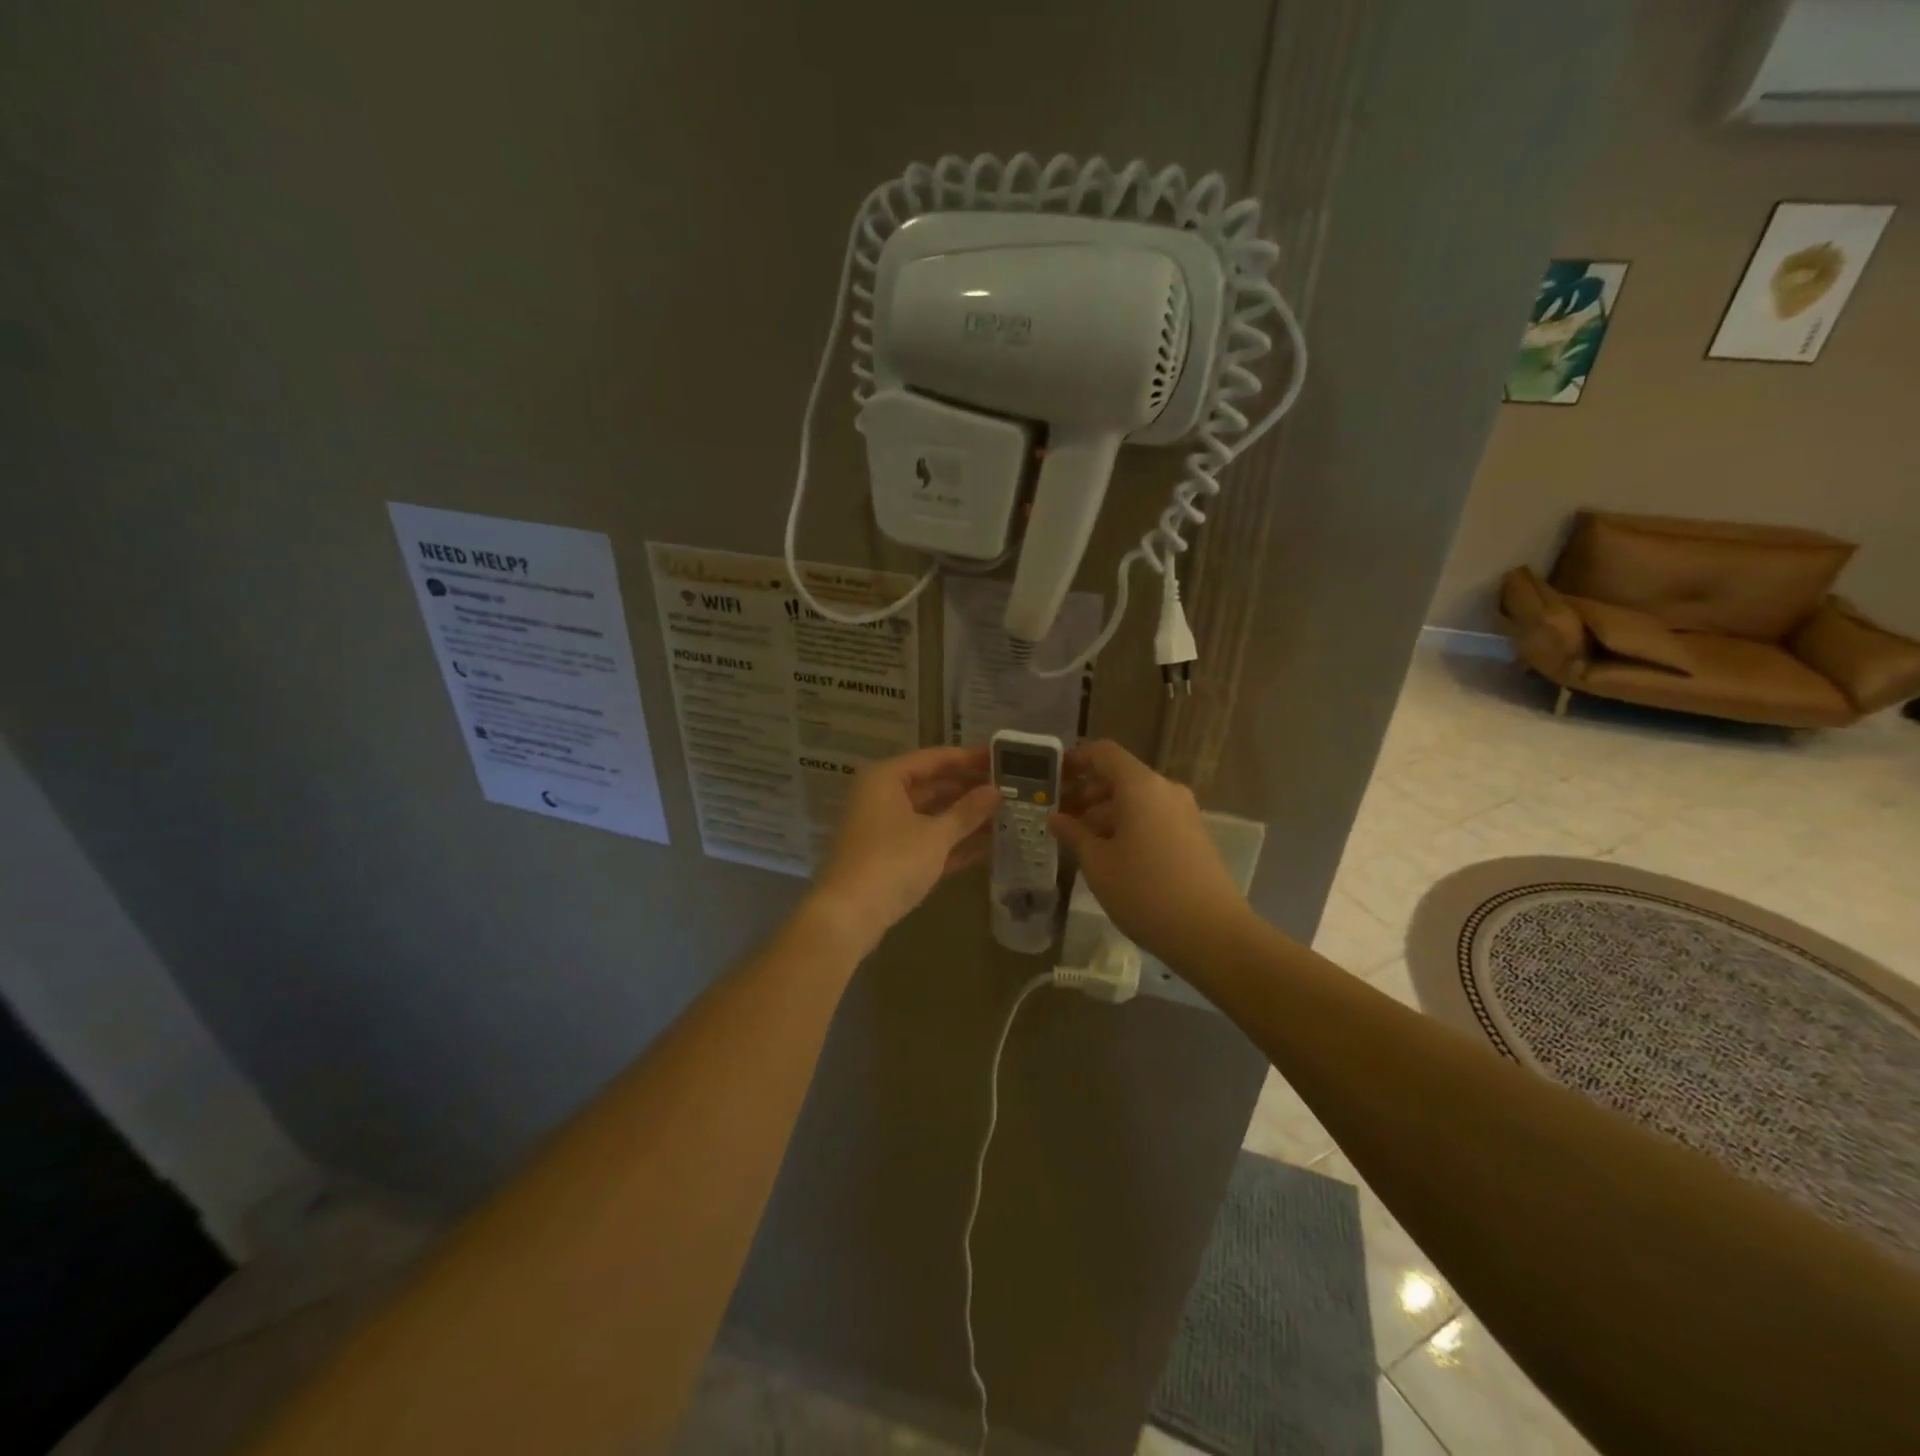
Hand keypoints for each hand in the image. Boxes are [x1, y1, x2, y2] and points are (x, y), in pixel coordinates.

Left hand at [809, 746, 1000, 948]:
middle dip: (969, 790)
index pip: (934, 758)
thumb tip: (996, 791)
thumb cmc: (892, 861)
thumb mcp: (935, 834)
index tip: (1001, 759)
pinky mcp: (890, 859)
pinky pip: (926, 842)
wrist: (849, 915)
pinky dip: (952, 843)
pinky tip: (988, 845)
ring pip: (931, 816)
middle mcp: (882, 798)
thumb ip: (967, 812)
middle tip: (1009, 790)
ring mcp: (885, 830)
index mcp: (886, 779)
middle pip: (932, 786)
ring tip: (1005, 816)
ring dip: (964, 818)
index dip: (968, 759)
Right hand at [1048, 740, 1249, 959]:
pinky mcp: (1193, 836)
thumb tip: (1056, 817)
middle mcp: (1165, 790)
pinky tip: (1110, 856)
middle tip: (1059, 817)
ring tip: (1080, 842)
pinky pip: (1153, 817)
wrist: (1212, 933)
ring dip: (1105, 813)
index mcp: (1140, 786)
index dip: (1075, 760)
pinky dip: (1128, 826)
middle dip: (1087, 792)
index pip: (1103, 753)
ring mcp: (1184, 813)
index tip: (1052, 779)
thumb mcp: (1098, 864)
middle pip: (1120, 777)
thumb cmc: (1145, 892)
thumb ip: (1074, 834)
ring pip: (1136, 800)